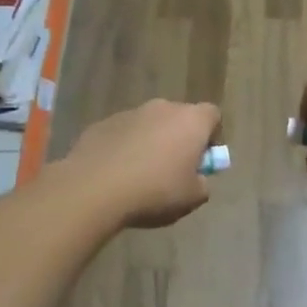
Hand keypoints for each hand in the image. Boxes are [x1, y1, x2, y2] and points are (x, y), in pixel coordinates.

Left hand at [65, 100, 222, 228]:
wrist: (94, 189)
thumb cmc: (154, 192)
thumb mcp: (191, 199)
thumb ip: (202, 184)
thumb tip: (197, 178)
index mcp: (191, 121)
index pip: (212, 115)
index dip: (212, 136)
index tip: (204, 159)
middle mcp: (162, 108)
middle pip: (179, 117)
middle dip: (180, 138)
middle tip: (174, 168)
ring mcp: (130, 113)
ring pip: (149, 124)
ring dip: (150, 142)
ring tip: (140, 174)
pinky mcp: (103, 123)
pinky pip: (123, 133)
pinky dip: (124, 147)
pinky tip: (116, 174)